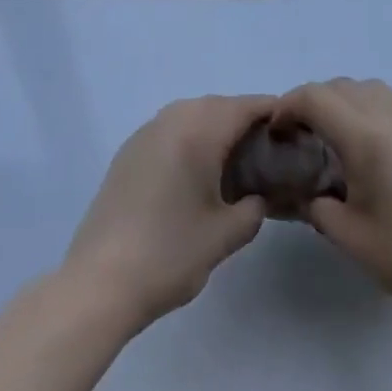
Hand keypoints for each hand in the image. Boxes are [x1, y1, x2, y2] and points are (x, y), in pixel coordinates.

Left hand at [63, 94, 274, 330]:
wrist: (98, 284)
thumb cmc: (169, 254)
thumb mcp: (226, 235)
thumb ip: (254, 207)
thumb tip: (259, 195)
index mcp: (200, 128)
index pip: (248, 106)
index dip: (275, 116)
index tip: (293, 138)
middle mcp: (173, 117)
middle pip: (221, 106)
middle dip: (246, 125)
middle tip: (265, 159)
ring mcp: (147, 131)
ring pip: (194, 116)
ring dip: (216, 132)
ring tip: (232, 169)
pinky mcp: (128, 151)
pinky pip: (171, 130)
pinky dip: (190, 141)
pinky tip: (194, 177)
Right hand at [274, 79, 391, 315]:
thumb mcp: (349, 235)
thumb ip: (315, 204)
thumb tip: (299, 192)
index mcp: (366, 136)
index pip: (316, 98)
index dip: (288, 106)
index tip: (275, 132)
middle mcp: (390, 115)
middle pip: (339, 86)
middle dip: (311, 102)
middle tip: (297, 136)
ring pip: (366, 87)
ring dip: (340, 100)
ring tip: (329, 136)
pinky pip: (387, 101)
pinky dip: (364, 108)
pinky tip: (363, 146)